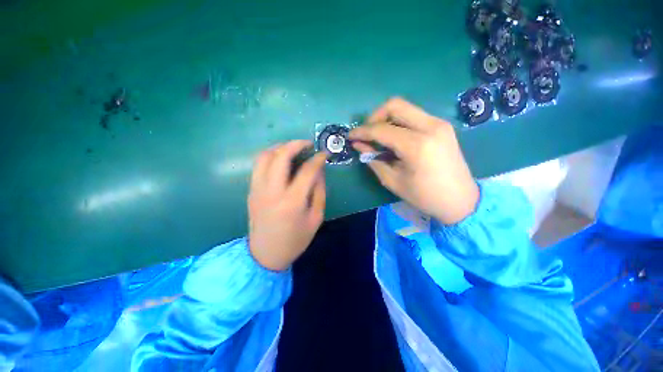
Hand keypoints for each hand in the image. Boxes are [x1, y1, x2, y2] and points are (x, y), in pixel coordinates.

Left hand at [248, 140, 326, 270]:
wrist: (265, 254)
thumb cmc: (295, 239)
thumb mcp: (316, 218)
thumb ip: (319, 191)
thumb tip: (319, 170)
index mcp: (292, 201)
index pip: (307, 170)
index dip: (318, 159)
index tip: (324, 153)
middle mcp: (272, 191)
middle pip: (281, 156)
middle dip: (296, 144)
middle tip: (307, 144)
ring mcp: (258, 190)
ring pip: (264, 157)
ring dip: (280, 147)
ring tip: (293, 149)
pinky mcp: (251, 191)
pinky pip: (258, 165)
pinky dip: (270, 156)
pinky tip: (281, 160)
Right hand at [349, 98, 478, 224]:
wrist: (460, 199)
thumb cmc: (424, 196)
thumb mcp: (393, 181)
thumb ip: (373, 159)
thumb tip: (359, 145)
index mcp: (417, 145)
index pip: (381, 129)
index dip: (362, 132)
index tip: (350, 136)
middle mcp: (430, 126)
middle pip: (395, 105)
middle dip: (374, 117)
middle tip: (366, 134)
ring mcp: (439, 123)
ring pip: (404, 108)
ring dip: (386, 119)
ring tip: (378, 137)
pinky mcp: (442, 126)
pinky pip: (413, 116)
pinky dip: (398, 123)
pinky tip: (394, 138)